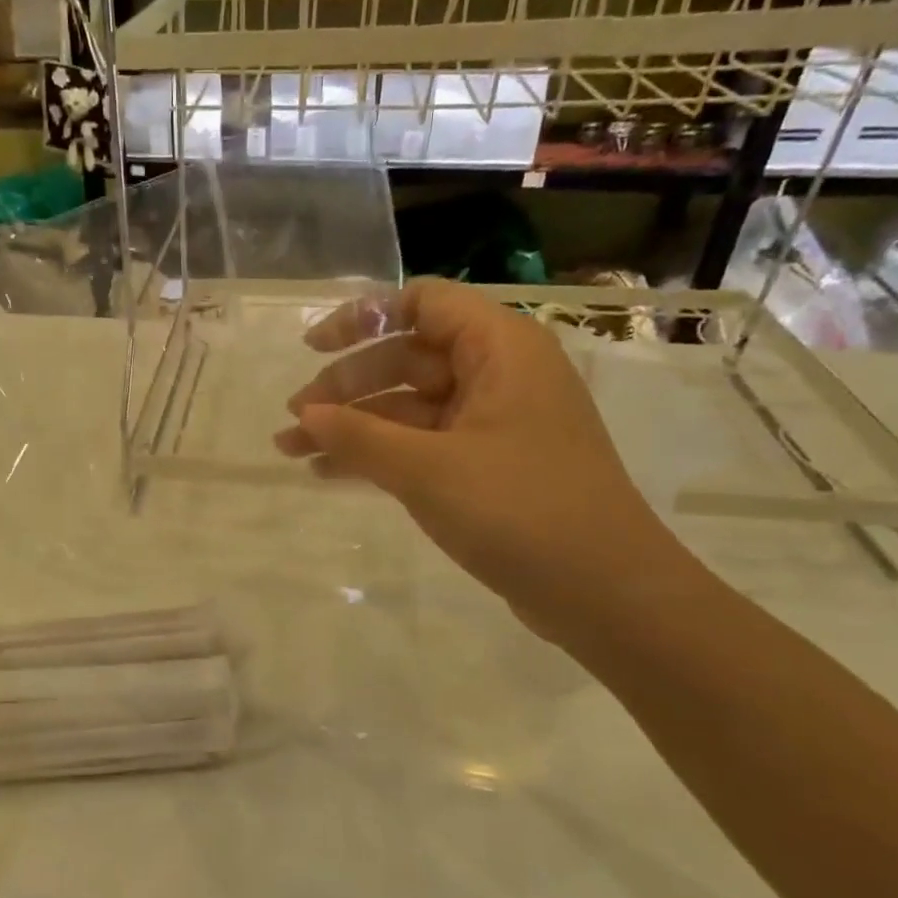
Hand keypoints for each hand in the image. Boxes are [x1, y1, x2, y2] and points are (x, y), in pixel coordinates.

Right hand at [276, 279, 682, 640]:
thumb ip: (359, 436)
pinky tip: (330, 473)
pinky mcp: (487, 466)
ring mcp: (493, 423)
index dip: (361, 318)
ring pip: (408, 407)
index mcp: (499, 348)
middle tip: (295, 421)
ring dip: (353, 426)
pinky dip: (378, 454)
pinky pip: (421, 444)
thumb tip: (304, 415)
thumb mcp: (427, 469)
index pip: (422, 303)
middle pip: (406, 358)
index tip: (312, 349)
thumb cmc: (519, 510)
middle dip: (346, 386)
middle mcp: (498, 375)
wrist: (605, 593)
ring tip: (293, 451)